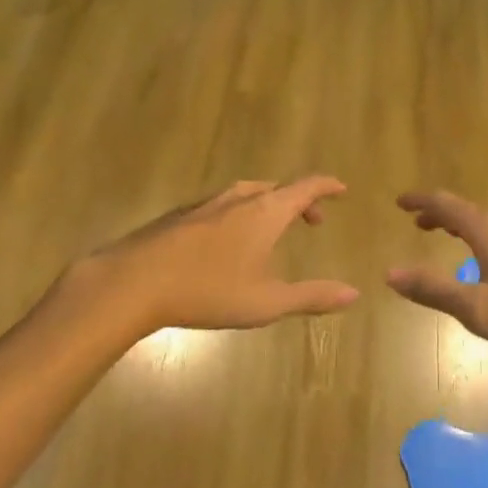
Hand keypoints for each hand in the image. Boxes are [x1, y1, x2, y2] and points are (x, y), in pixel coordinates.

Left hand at [64, 177, 358, 336]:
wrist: (134, 282)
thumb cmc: (208, 291)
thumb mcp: (267, 302)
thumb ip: (312, 296)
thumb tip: (353, 293)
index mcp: (267, 211)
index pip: (306, 187)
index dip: (327, 186)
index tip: (341, 189)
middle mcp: (241, 197)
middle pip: (279, 189)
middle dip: (300, 201)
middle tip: (312, 220)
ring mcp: (208, 202)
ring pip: (250, 194)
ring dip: (270, 205)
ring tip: (274, 228)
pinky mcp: (183, 214)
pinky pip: (225, 204)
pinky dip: (243, 213)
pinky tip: (230, 240)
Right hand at [385, 190, 487, 356]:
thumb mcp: (477, 308)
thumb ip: (434, 289)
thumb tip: (390, 272)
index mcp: (487, 228)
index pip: (445, 204)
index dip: (420, 201)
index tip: (400, 201)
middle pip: (469, 210)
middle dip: (442, 215)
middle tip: (421, 223)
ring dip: (468, 225)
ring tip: (457, 236)